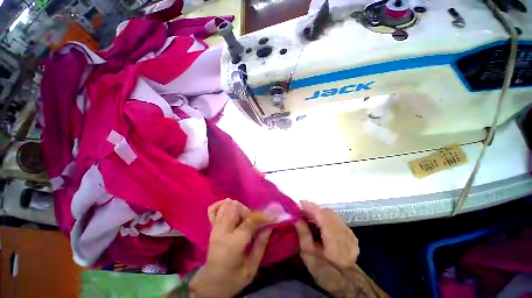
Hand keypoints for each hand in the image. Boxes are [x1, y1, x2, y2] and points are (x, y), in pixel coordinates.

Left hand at [189, 199, 271, 297]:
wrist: (211, 284)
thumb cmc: (233, 279)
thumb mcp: (251, 268)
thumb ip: (261, 245)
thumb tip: (269, 226)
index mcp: (233, 244)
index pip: (249, 221)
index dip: (262, 217)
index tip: (272, 217)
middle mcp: (222, 231)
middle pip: (236, 207)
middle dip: (248, 212)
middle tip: (252, 223)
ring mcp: (215, 228)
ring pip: (227, 205)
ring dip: (238, 209)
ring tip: (242, 220)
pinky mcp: (211, 227)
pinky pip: (212, 209)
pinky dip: (221, 205)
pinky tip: (229, 210)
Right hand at [295, 201, 383, 297]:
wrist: (347, 283)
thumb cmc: (324, 270)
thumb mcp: (308, 254)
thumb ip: (303, 233)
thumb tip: (296, 217)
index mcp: (334, 239)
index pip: (322, 215)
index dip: (311, 207)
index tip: (300, 202)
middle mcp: (344, 232)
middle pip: (327, 213)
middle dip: (314, 209)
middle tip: (302, 210)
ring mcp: (349, 233)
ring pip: (332, 215)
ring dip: (320, 212)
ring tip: (309, 215)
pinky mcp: (351, 234)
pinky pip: (336, 220)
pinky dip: (326, 217)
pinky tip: (320, 222)